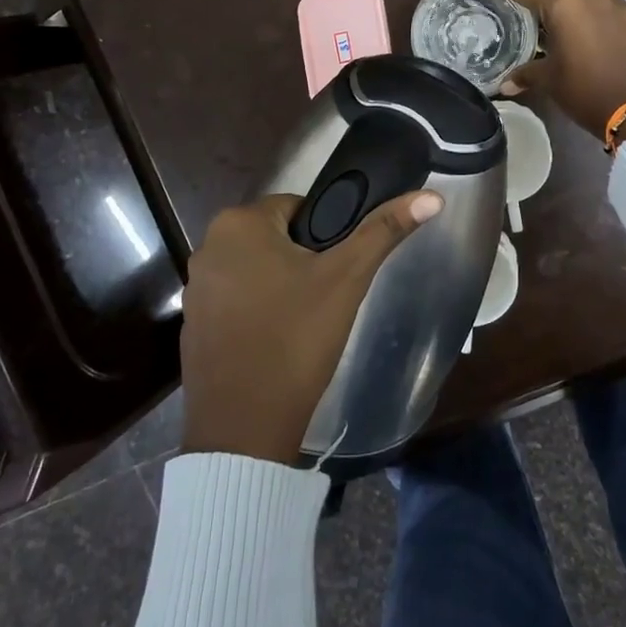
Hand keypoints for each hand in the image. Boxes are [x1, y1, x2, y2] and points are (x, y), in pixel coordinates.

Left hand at [179, 188, 443, 463]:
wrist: (244, 429)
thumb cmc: (296, 339)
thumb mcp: (347, 280)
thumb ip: (384, 231)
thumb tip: (432, 197)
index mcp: (238, 223)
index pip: (298, 207)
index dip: (325, 235)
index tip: (339, 269)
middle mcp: (208, 246)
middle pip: (276, 238)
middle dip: (304, 261)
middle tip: (327, 297)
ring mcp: (196, 287)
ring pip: (257, 269)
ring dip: (281, 285)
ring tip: (306, 322)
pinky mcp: (193, 323)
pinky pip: (237, 300)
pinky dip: (259, 311)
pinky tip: (278, 341)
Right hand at [483, 0, 625, 138]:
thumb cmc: (584, 91)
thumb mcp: (550, 82)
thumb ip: (527, 75)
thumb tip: (506, 85)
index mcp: (563, 6)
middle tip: (540, 3)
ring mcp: (624, 6)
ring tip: (578, 22)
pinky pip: (624, 9)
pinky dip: (611, 17)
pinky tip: (610, 37)